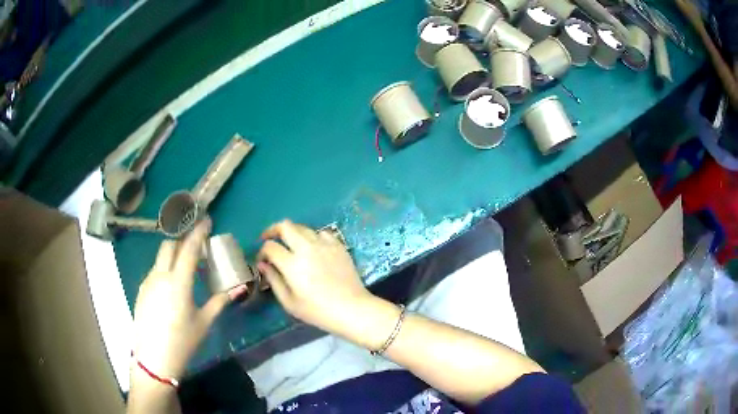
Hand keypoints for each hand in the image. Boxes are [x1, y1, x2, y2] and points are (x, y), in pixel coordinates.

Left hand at [132, 219, 229, 380]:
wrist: (153, 359)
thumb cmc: (182, 342)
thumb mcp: (204, 323)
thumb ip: (220, 301)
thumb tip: (239, 287)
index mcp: (178, 282)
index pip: (188, 248)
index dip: (198, 231)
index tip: (207, 220)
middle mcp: (160, 276)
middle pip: (169, 245)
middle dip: (183, 237)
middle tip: (197, 242)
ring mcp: (148, 281)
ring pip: (160, 257)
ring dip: (174, 253)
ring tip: (187, 264)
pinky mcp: (142, 290)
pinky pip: (155, 270)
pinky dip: (166, 267)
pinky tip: (173, 284)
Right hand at [257, 220, 373, 335]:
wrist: (352, 309)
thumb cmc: (318, 311)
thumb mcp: (289, 302)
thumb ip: (273, 280)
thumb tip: (263, 264)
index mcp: (292, 264)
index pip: (270, 246)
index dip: (262, 251)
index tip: (263, 260)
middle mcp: (307, 248)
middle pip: (285, 226)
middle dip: (273, 230)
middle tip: (269, 239)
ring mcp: (324, 244)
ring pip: (303, 227)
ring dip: (292, 233)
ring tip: (291, 244)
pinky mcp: (338, 245)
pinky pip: (322, 232)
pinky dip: (313, 237)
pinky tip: (313, 248)